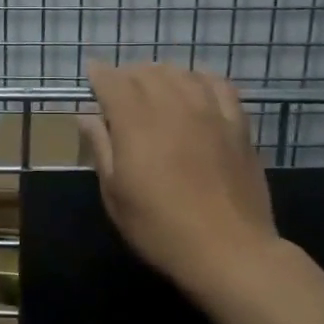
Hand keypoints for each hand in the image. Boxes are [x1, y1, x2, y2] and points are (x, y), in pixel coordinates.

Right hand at [78, 62, 282, 288]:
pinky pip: (219, 85)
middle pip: (146, 72)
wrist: (229, 251)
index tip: (92, 73)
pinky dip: (201, 78)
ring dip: (161, 73)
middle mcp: (171, 106)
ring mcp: (209, 112)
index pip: (113, 81)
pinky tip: (195, 85)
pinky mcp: (237, 125)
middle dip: (127, 74)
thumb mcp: (115, 194)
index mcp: (135, 123)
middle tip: (118, 88)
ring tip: (153, 85)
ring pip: (181, 73)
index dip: (99, 73)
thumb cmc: (160, 228)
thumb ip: (101, 148)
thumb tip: (87, 116)